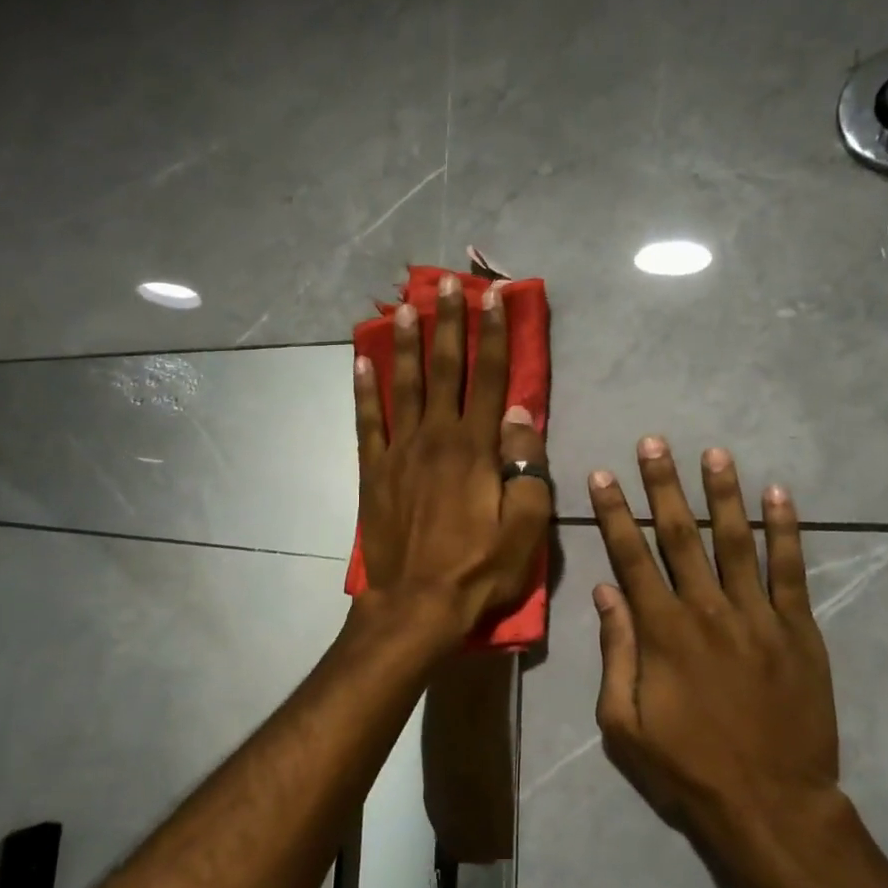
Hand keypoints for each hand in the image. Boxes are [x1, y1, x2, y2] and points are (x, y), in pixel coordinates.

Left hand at [355, 274, 550, 645]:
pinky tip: (361, 361)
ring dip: (404, 343)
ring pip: (402, 385)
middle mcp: (436, 437)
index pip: (489, 377)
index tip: (494, 296)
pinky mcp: (374, 471)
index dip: (494, 334)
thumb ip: (527, 463)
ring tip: (403, 307)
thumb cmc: (479, 569)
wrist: (416, 605)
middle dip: (447, 322)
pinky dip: (364, 390)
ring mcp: (399, 452)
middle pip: (444, 369)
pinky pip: (367, 421)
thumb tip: (522, 410)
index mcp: (476, 447)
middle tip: (445, 283)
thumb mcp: (525, 524)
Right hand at [588, 438, 849, 878]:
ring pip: (736, 540)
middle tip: (655, 443)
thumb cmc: (688, 768)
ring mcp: (757, 616)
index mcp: (661, 632)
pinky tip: (779, 495)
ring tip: (714, 453)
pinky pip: (790, 570)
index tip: (604, 475)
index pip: (631, 557)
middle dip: (664, 486)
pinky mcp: (798, 630)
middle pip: (680, 535)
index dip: (614, 513)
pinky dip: (786, 530)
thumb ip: (615, 652)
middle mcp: (706, 610)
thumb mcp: (624, 723)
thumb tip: (605, 592)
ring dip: (723, 494)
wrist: (772, 805)